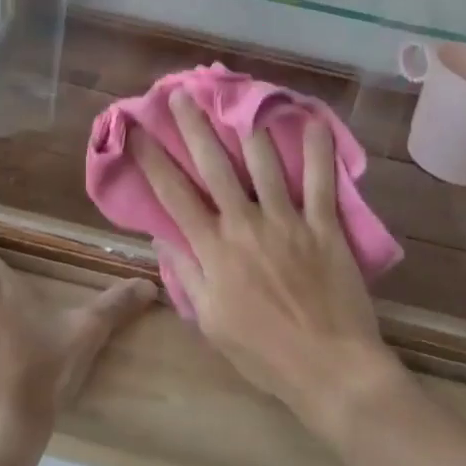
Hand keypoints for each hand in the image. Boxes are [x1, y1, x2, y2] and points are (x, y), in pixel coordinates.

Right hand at [129, 93, 405, 441]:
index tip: (135, 130)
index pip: (173, 195)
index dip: (151, 159)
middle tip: (180, 95)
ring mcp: (286, 221)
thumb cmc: (264, 354)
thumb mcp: (211, 322)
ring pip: (263, 162)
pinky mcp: (323, 225)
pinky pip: (320, 180)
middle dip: (194, 127)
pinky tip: (313, 121)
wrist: (330, 371)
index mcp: (213, 250)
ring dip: (247, 127)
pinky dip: (317, 150)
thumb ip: (186, 274)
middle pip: (213, 166)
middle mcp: (245, 224)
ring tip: (238, 98)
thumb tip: (162, 236)